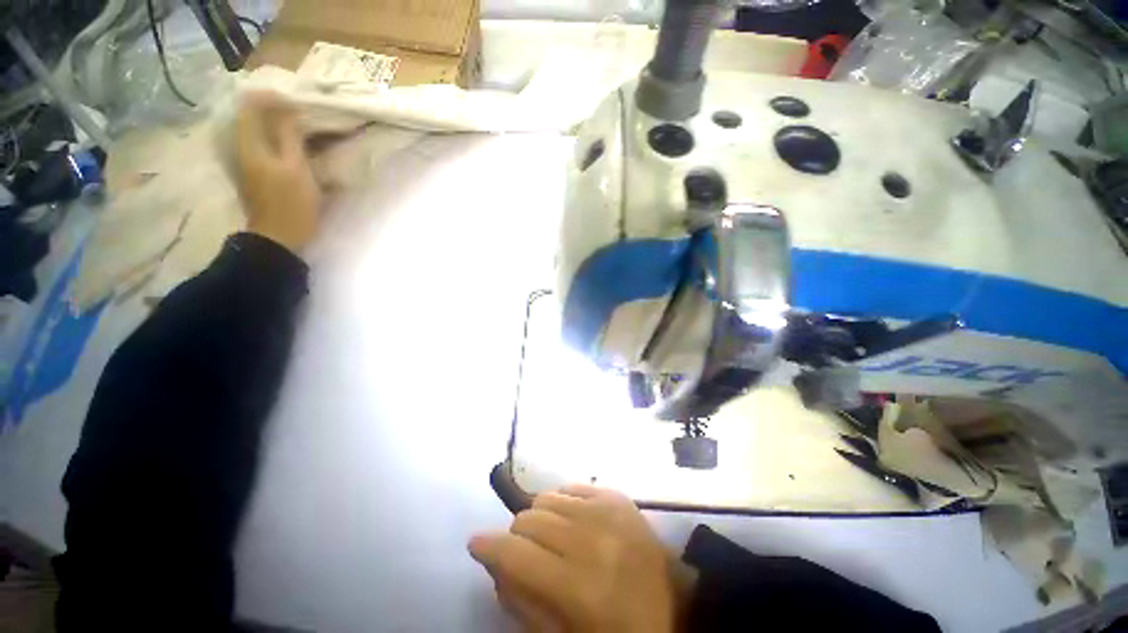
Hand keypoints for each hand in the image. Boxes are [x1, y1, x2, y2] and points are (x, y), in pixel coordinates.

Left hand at [235, 91, 319, 253]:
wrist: (279, 238)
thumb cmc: (290, 203)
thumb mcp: (296, 168)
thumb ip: (289, 136)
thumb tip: (286, 108)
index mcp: (249, 144)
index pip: (250, 106)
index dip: (270, 97)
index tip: (294, 98)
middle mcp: (243, 149)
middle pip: (252, 118)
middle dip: (273, 110)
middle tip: (299, 110)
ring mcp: (249, 163)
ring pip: (259, 132)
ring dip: (277, 125)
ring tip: (299, 125)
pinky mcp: (257, 175)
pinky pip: (265, 147)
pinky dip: (278, 141)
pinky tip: (294, 146)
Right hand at [469, 485, 683, 632]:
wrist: (675, 609)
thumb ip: (523, 601)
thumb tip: (496, 562)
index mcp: (577, 587)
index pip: (515, 553)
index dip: (488, 547)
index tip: (477, 545)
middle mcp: (591, 539)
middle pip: (529, 518)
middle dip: (517, 536)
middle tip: (525, 552)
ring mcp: (607, 511)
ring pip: (548, 497)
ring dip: (541, 518)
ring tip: (551, 537)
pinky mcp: (618, 497)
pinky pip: (573, 487)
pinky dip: (563, 503)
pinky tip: (572, 521)